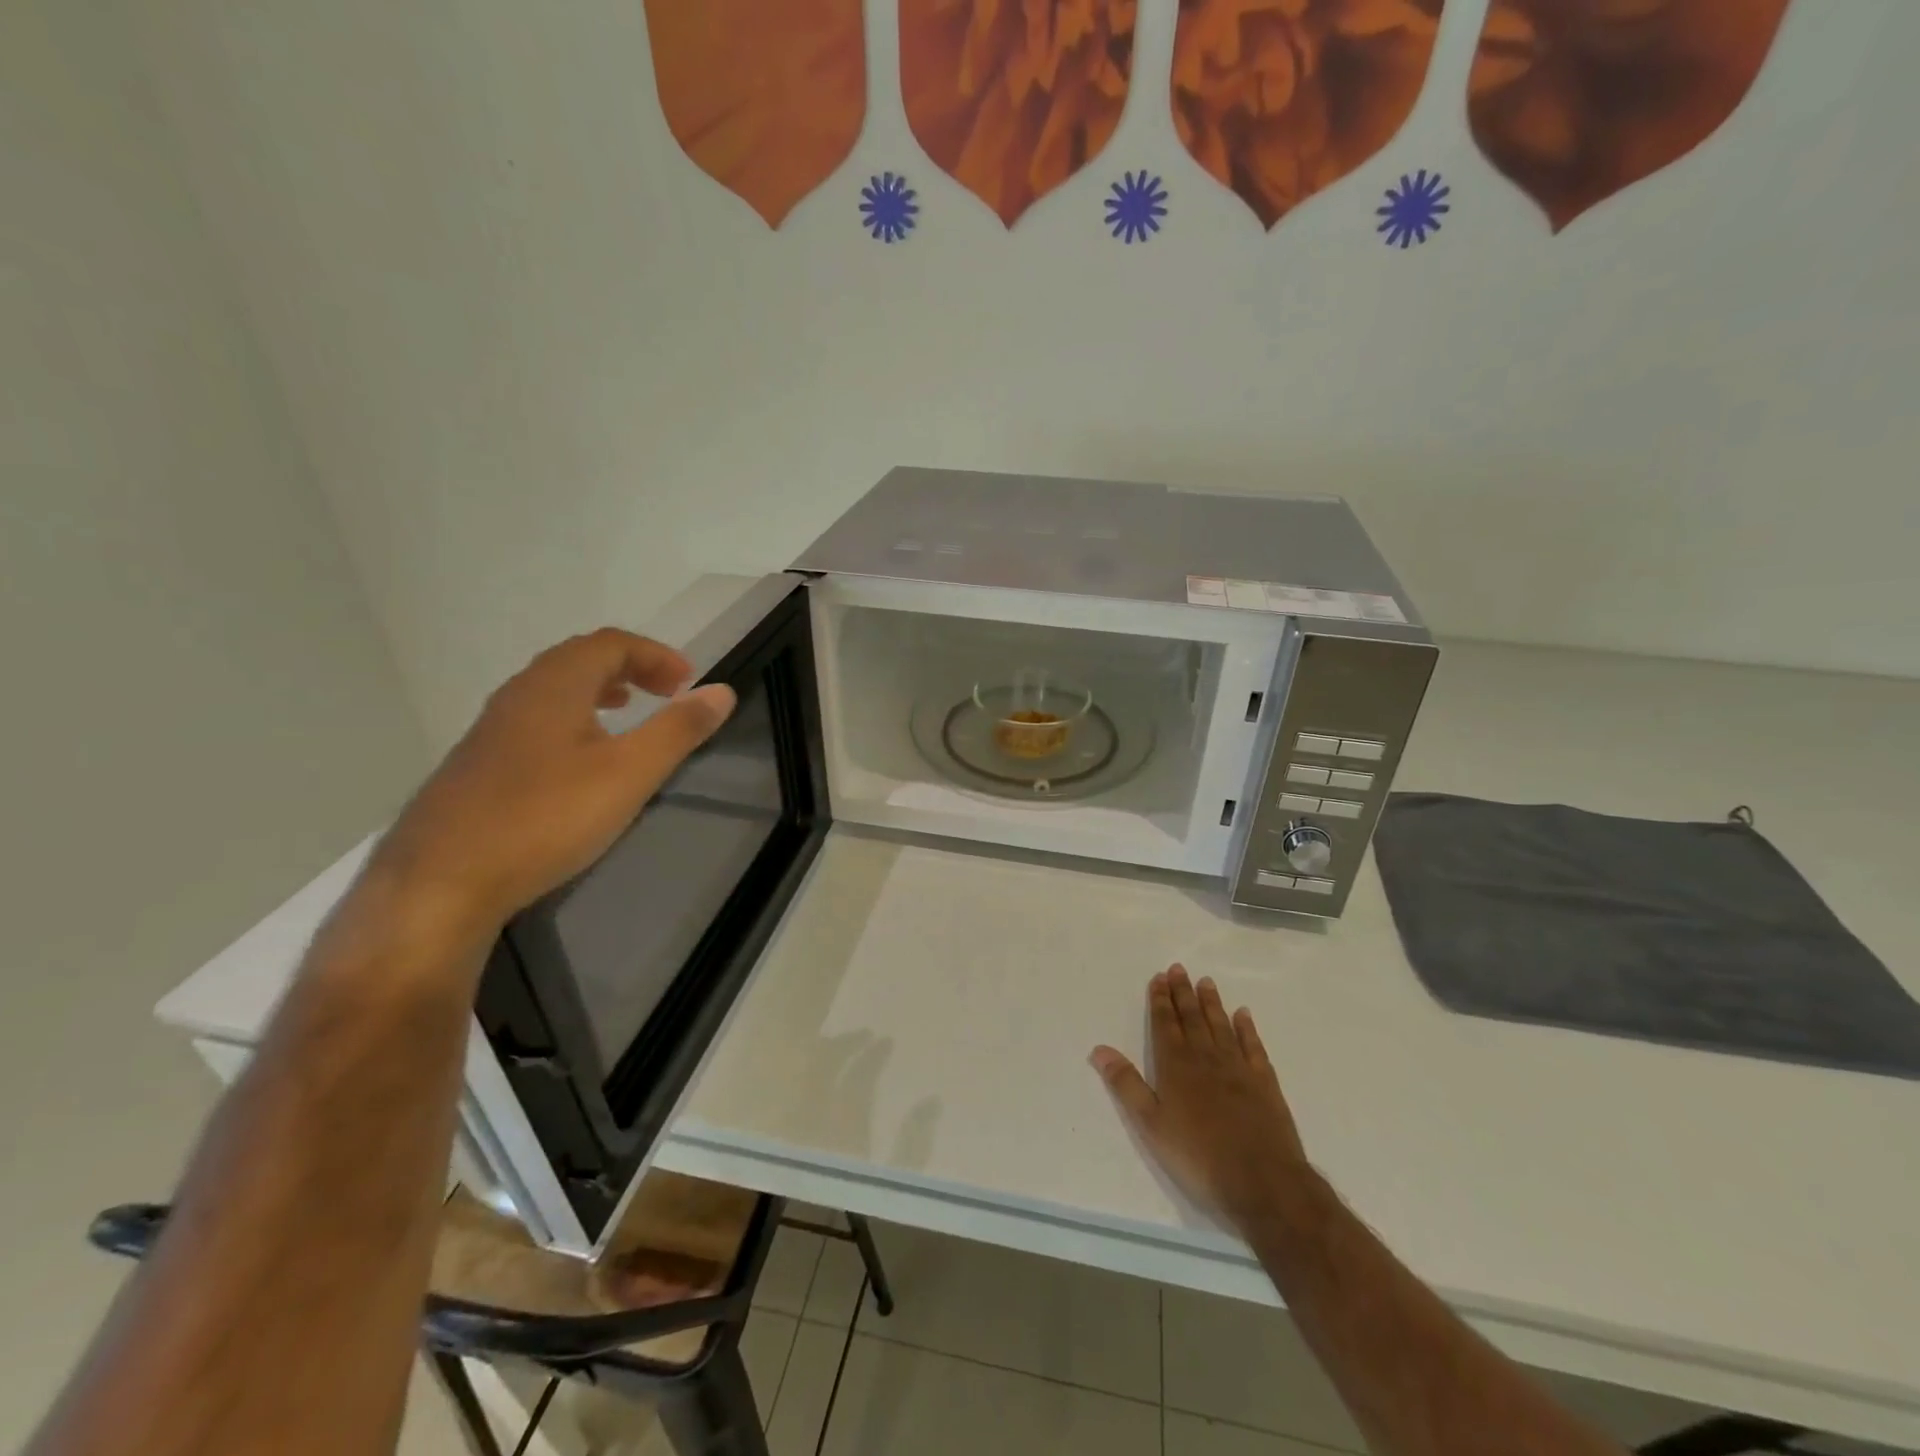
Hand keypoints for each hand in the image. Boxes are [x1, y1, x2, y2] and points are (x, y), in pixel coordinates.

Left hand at [371, 628, 735, 939]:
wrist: (439, 884)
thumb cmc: (545, 818)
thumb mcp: (629, 774)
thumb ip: (678, 730)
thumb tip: (722, 691)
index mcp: (554, 686)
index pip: (610, 643)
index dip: (655, 654)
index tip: (688, 682)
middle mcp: (517, 696)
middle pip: (577, 659)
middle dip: (628, 667)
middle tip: (665, 692)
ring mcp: (490, 731)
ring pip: (552, 691)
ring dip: (598, 691)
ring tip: (626, 713)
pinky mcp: (477, 767)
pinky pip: (534, 721)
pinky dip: (571, 719)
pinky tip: (580, 763)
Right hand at [1091, 965, 1308, 1230]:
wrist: (1263, 1181)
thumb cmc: (1199, 1156)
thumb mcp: (1150, 1124)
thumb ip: (1126, 1084)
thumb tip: (1099, 1049)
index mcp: (1176, 1066)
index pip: (1165, 1024)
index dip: (1160, 1000)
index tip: (1159, 977)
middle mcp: (1206, 1057)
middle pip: (1191, 1018)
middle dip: (1183, 993)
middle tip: (1179, 968)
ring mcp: (1238, 1068)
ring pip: (1221, 1026)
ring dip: (1211, 1003)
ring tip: (1205, 982)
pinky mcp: (1264, 1083)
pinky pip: (1253, 1046)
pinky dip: (1247, 1029)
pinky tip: (1243, 1015)